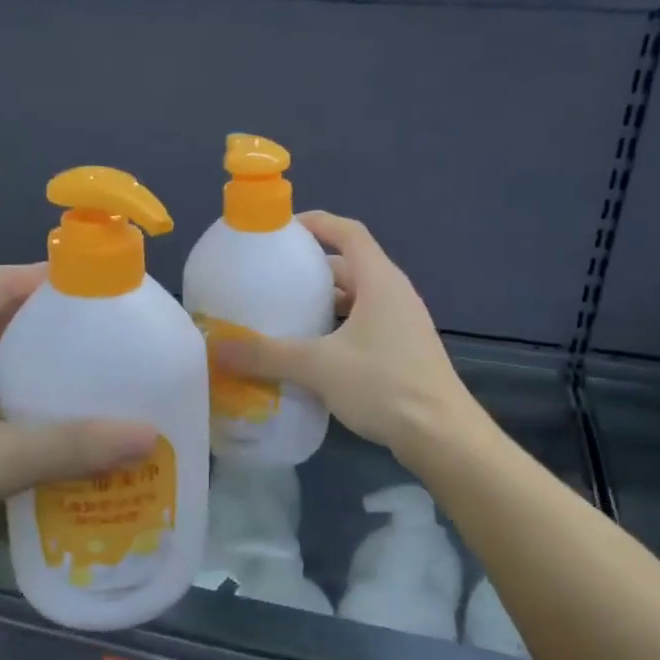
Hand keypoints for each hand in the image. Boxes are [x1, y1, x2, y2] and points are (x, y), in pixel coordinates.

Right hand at [211, 211, 477, 462]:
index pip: (348, 232)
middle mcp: (394, 294)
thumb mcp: (318, 366)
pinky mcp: (402, 352)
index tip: (281, 229)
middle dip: (311, 269)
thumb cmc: (384, 385)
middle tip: (272, 278)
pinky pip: (363, 325)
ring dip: (323, 302)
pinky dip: (336, 329)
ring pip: (356, 299)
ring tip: (284, 314)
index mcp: (379, 280)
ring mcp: (402, 324)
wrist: (442, 436)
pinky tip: (311, 352)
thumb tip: (217, 348)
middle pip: (349, 266)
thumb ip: (267, 355)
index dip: (316, 223)